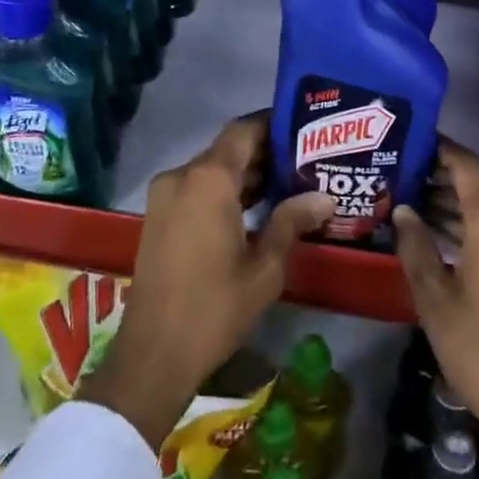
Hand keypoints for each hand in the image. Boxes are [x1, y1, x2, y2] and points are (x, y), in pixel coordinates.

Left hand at [79, 115, 334, 449]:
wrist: (154, 354)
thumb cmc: (215, 308)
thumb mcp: (265, 268)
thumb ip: (291, 222)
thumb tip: (325, 197)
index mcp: (208, 179)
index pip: (244, 131)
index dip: (272, 124)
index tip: (302, 128)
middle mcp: (182, 176)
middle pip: (227, 150)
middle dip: (263, 153)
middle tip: (304, 162)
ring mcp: (164, 196)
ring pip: (210, 170)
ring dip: (243, 175)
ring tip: (287, 184)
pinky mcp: (157, 216)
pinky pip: (195, 189)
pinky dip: (222, 191)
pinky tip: (253, 209)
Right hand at [395, 140, 478, 478]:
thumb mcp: (435, 300)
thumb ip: (415, 247)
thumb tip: (403, 210)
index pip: (466, 165)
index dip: (440, 147)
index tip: (411, 138)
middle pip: (478, 185)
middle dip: (440, 177)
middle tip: (400, 174)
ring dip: (455, 204)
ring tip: (412, 203)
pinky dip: (472, 226)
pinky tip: (441, 237)